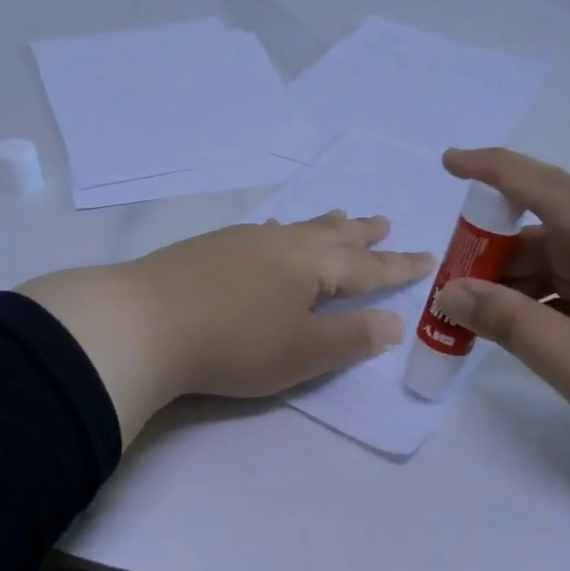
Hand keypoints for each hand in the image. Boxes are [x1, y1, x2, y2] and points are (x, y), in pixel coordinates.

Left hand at [19, 213, 432, 441]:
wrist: (143, 323)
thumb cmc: (235, 343)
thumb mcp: (304, 352)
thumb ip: (352, 338)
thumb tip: (393, 322)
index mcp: (311, 266)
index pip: (367, 267)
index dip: (398, 266)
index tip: (426, 256)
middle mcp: (280, 244)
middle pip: (331, 236)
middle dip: (361, 233)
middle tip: (384, 221)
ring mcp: (240, 242)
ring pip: (294, 228)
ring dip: (321, 226)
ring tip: (337, 217)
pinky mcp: (207, 250)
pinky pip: (260, 234)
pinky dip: (279, 232)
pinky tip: (267, 234)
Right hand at [433, 148, 569, 503]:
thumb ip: (509, 323)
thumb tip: (451, 292)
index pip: (559, 192)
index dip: (498, 172)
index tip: (450, 161)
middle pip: (567, 231)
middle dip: (504, 252)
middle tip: (452, 281)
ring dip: (531, 283)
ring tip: (480, 312)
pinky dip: (563, 301)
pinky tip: (529, 326)